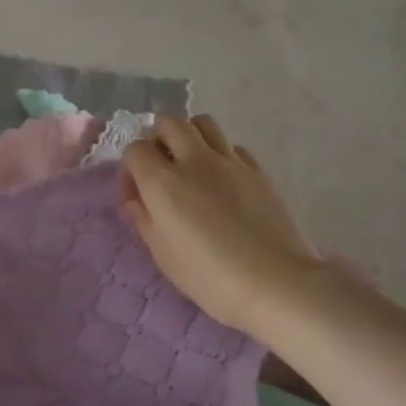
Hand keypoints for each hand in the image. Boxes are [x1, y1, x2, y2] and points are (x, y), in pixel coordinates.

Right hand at [118, 114, 323, 336]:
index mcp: (161, 181)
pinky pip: (232, 147)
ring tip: (191, 164)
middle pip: (168, 122)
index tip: (136, 193)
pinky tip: (224, 182)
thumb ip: (142, 217)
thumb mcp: (161, 253)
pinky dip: (221, 155)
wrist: (275, 283)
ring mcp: (229, 161)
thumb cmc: (207, 276)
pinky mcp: (257, 170)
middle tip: (162, 167)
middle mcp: (193, 160)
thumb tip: (136, 197)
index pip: (134, 148)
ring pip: (203, 123)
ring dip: (190, 136)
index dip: (130, 167)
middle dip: (158, 137)